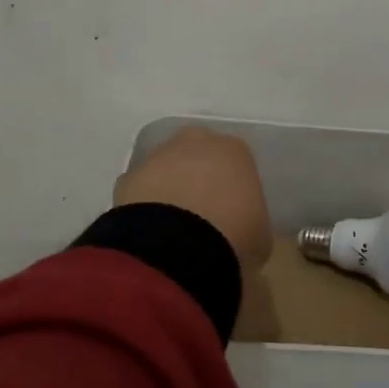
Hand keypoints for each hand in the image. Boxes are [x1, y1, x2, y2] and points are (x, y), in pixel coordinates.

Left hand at [115, 127, 273, 273]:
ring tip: (172, 227)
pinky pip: (140, 190)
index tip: (233, 212)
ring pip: (166, 168)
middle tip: (202, 213)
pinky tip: (150, 231)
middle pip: (198, 154)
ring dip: (169, 188)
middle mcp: (196, 142)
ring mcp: (158, 156)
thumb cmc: (233, 234)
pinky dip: (144, 205)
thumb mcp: (260, 236)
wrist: (178, 245)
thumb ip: (252, 224)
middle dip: (199, 176)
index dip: (234, 187)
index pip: (237, 162)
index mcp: (235, 150)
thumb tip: (243, 234)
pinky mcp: (128, 178)